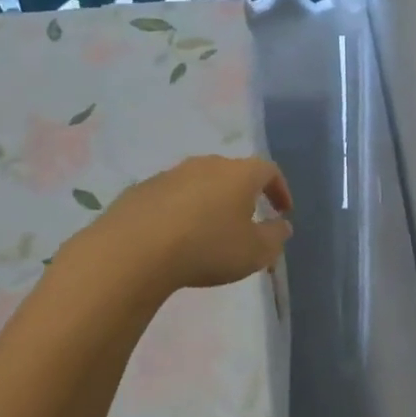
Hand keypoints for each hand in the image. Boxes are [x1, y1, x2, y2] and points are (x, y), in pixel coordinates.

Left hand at [95, 155, 293, 295]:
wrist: (133, 251)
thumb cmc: (207, 248)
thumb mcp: (255, 252)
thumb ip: (275, 237)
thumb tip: (282, 225)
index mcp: (239, 174)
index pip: (268, 171)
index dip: (279, 190)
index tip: (282, 211)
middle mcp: (206, 165)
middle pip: (232, 173)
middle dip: (243, 195)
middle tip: (247, 221)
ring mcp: (170, 174)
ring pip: (199, 183)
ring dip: (209, 202)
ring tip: (209, 231)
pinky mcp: (141, 190)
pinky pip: (171, 197)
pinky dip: (180, 212)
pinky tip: (175, 237)